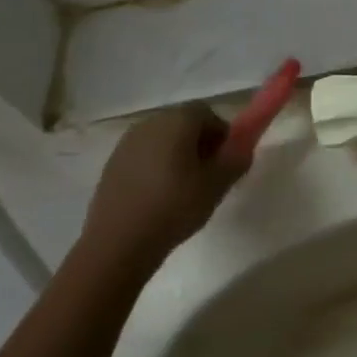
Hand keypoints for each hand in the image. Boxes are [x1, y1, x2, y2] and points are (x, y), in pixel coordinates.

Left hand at [82, 104, 245, 263]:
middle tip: (207, 176)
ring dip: (177, 155)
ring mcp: (127, 142)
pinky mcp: (112, 163)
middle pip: (184, 123)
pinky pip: (144, 155)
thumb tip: (243, 146)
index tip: (224, 162)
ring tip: (182, 189)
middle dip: (200, 143)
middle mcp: (151, 122)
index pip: (208, 113)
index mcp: (178, 121)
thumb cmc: (174, 208)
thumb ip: (236, 159)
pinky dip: (155, 167)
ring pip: (163, 140)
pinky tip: (157, 197)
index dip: (221, 135)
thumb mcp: (217, 185)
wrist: (117, 243)